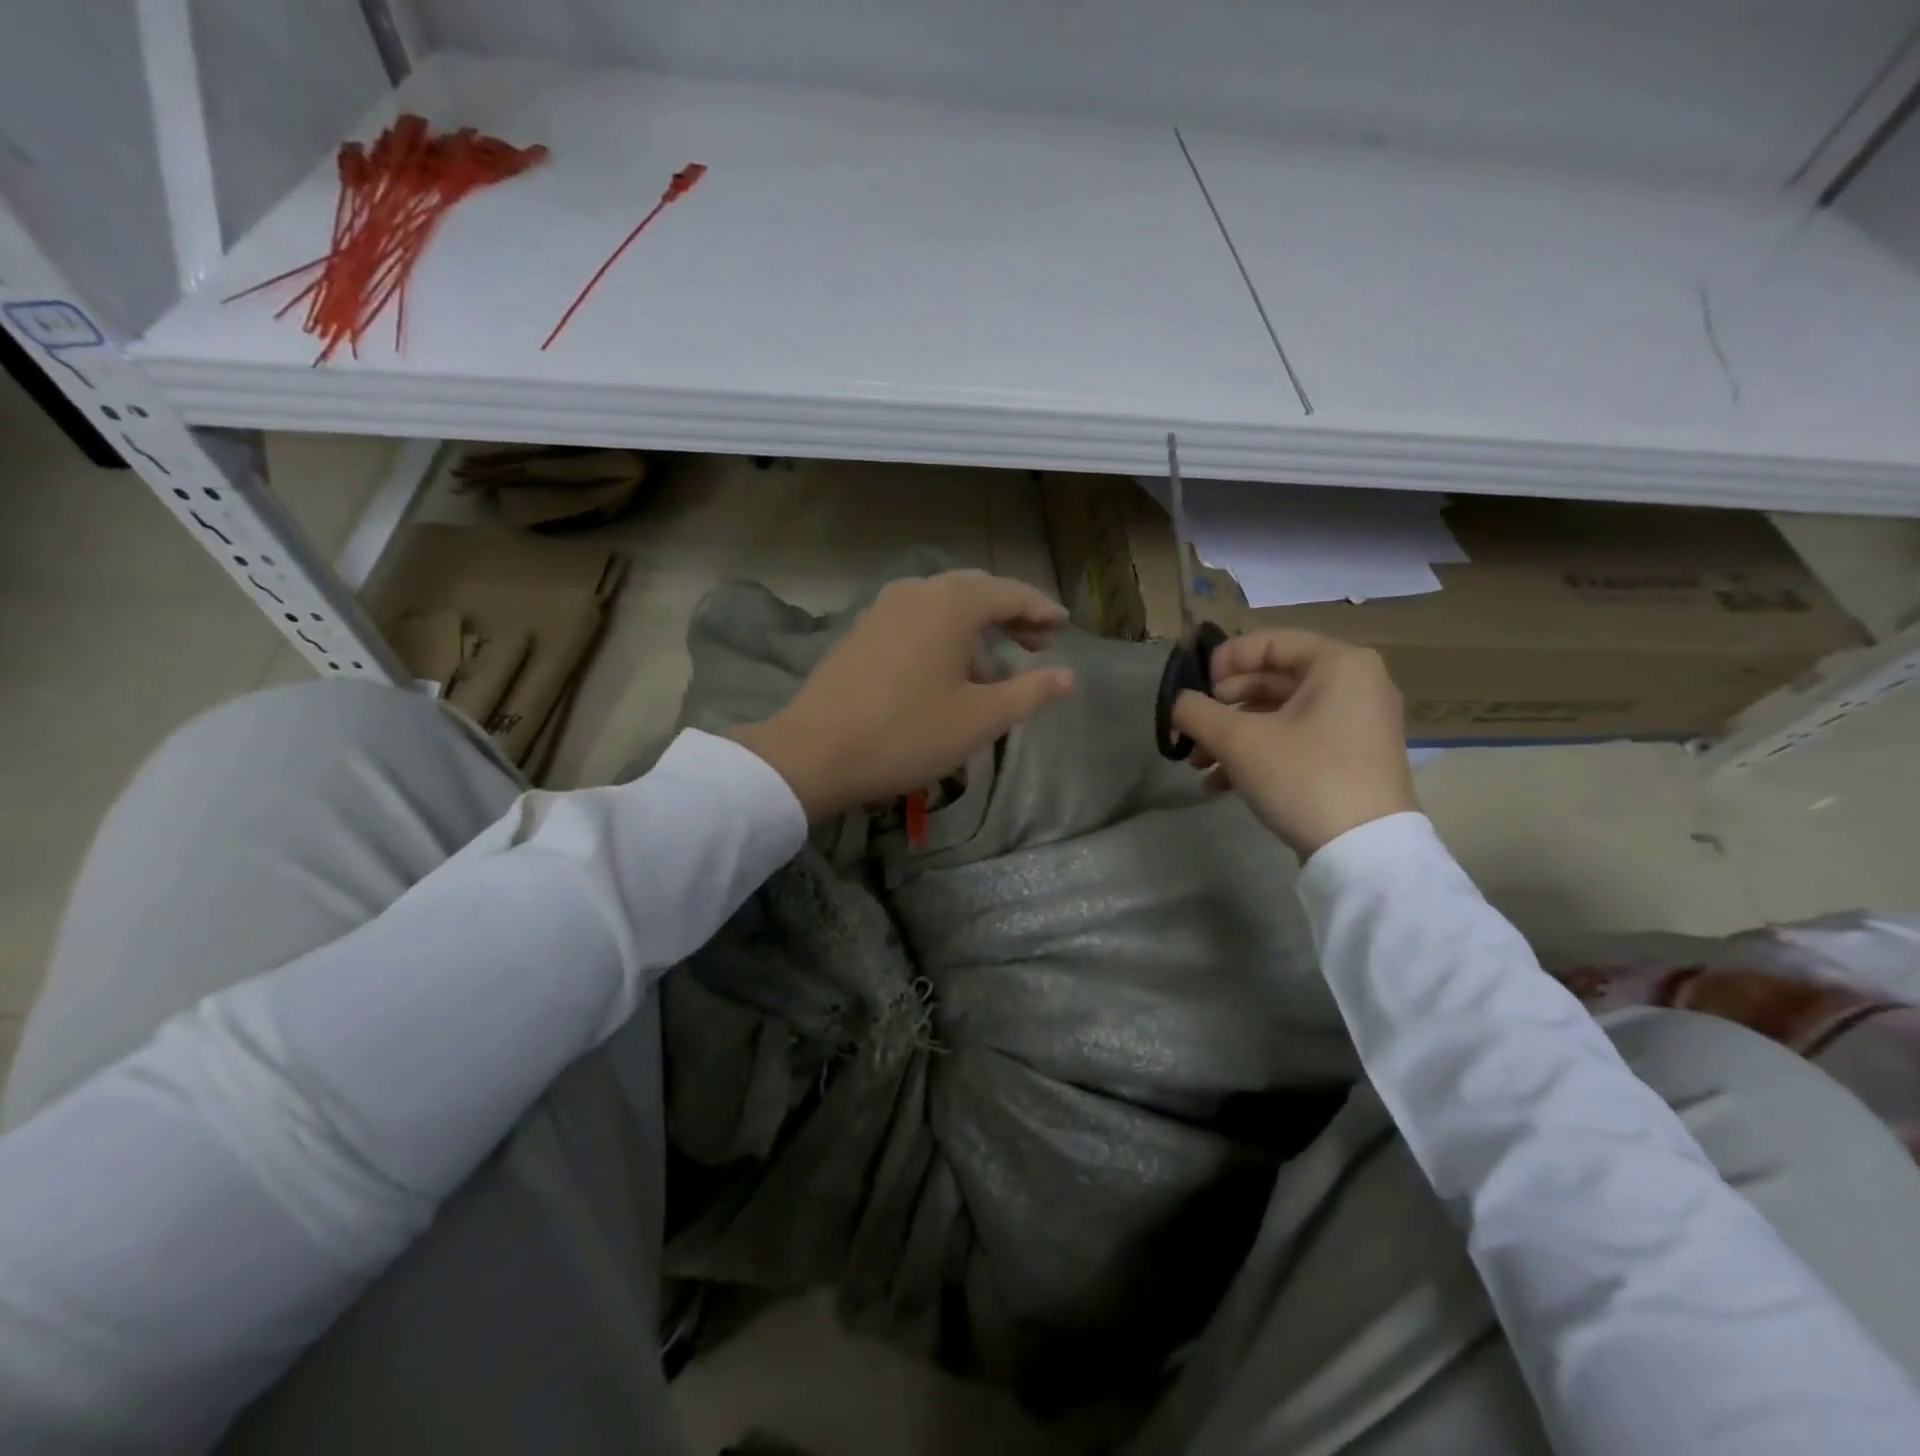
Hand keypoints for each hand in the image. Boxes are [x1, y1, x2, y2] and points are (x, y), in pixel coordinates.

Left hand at [726, 572, 1075, 820]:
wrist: (814, 753)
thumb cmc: (907, 734)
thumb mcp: (980, 719)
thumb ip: (1030, 692)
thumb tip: (1067, 676)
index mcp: (952, 603)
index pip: (1010, 594)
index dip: (1041, 610)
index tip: (1064, 626)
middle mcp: (917, 591)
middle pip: (976, 593)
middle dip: (1010, 616)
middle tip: (1038, 644)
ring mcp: (884, 608)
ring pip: (944, 607)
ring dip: (975, 631)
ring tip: (992, 672)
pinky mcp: (862, 630)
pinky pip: (917, 620)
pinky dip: (943, 636)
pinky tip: (945, 673)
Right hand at [1171, 629, 1416, 858]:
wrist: (1364, 853)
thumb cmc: (1303, 777)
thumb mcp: (1238, 740)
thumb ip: (1197, 712)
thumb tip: (1179, 703)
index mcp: (1339, 664)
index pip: (1269, 642)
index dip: (1223, 661)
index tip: (1194, 689)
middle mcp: (1355, 685)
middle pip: (1272, 680)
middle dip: (1222, 708)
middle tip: (1191, 729)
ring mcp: (1355, 725)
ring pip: (1279, 716)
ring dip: (1231, 737)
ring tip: (1197, 765)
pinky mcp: (1350, 760)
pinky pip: (1295, 741)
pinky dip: (1257, 755)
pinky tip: (1218, 785)